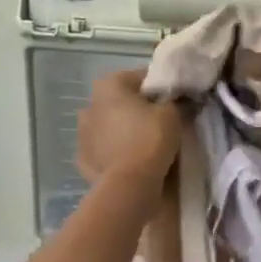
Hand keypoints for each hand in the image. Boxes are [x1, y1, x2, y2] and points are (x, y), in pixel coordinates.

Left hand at [77, 69, 181, 187]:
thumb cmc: (151, 139)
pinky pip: (103, 149)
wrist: (130, 183)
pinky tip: (129, 161)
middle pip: (121, 101)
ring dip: (123, 130)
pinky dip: (114, 152)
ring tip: (144, 144)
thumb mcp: (173, 114)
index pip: (141, 77)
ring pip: (109, 126)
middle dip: (138, 109)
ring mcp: (82, 133)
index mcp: (109, 85)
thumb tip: (178, 99)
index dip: (161, 88)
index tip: (175, 101)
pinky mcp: (83, 158)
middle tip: (160, 123)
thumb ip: (175, 101)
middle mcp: (90, 104)